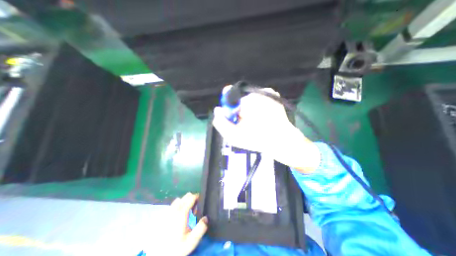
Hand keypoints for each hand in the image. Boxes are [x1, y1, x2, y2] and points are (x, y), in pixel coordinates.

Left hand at [163, 193, 207, 254]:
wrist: (157, 255)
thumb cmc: (175, 248)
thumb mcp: (191, 241)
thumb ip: (200, 229)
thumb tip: (206, 218)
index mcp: (182, 212)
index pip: (191, 197)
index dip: (198, 197)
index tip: (200, 204)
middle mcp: (175, 208)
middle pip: (186, 196)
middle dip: (192, 199)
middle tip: (194, 211)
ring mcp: (168, 211)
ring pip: (179, 199)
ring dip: (185, 202)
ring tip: (187, 213)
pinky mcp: (164, 215)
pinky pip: (173, 204)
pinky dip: (179, 205)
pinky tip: (179, 216)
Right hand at [212, 87, 317, 172]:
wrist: (284, 142)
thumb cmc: (258, 140)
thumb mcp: (234, 137)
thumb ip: (221, 123)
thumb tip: (218, 110)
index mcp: (247, 101)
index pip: (229, 97)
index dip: (229, 110)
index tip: (234, 119)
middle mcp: (257, 93)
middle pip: (240, 99)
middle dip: (240, 111)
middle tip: (246, 124)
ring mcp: (268, 92)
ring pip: (250, 100)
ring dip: (249, 110)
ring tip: (256, 122)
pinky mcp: (274, 95)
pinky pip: (259, 99)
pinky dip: (258, 107)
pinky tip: (262, 117)